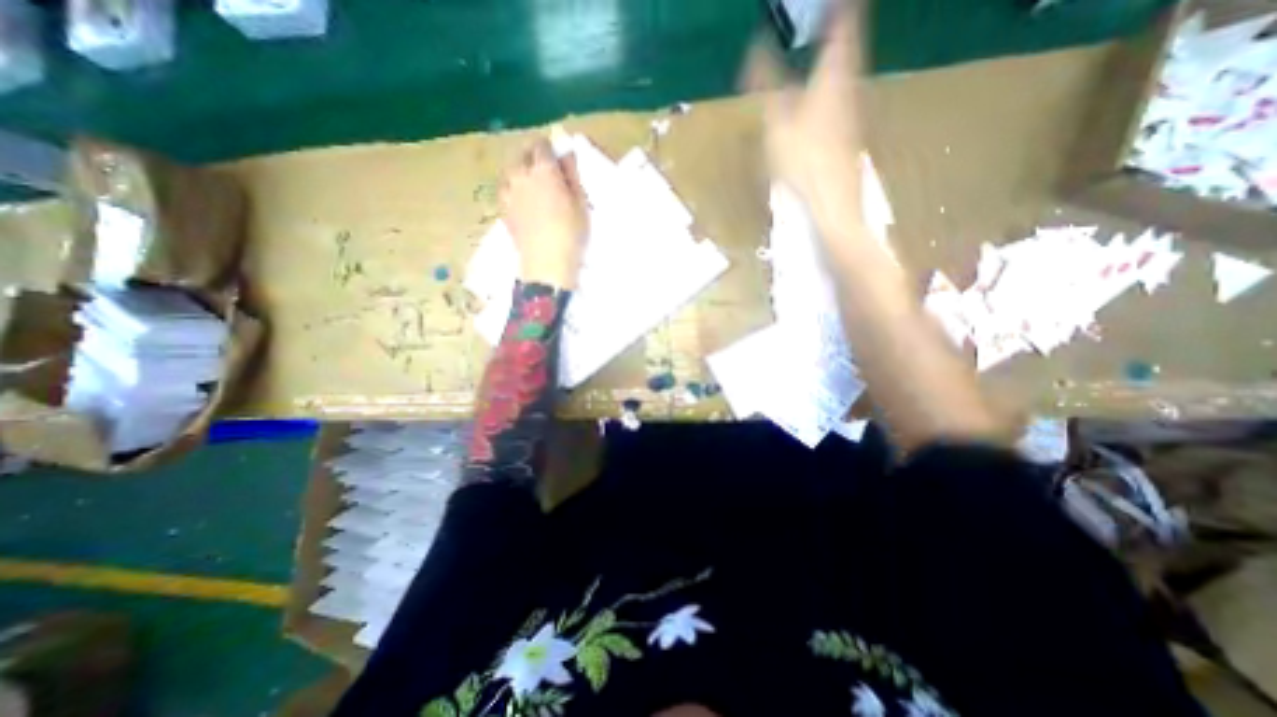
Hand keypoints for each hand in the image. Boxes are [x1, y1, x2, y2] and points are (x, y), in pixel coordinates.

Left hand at [499, 138, 587, 287]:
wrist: (547, 263)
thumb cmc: (570, 233)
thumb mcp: (580, 203)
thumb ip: (572, 175)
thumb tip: (566, 154)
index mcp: (543, 170)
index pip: (542, 145)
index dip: (550, 149)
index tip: (558, 159)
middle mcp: (521, 174)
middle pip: (522, 153)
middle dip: (533, 155)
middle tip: (546, 170)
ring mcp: (508, 191)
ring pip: (510, 169)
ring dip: (520, 170)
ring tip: (531, 183)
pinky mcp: (503, 208)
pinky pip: (504, 187)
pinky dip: (512, 186)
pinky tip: (520, 198)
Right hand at [746, 2, 873, 224]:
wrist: (832, 202)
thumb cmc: (803, 162)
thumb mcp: (777, 122)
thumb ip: (767, 84)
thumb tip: (754, 48)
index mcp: (833, 76)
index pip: (843, 26)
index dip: (838, 9)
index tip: (829, 3)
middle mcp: (850, 86)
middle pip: (850, 47)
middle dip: (842, 28)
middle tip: (831, 18)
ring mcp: (854, 112)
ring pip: (849, 72)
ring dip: (840, 57)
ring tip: (829, 47)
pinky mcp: (852, 134)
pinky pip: (845, 97)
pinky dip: (836, 85)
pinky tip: (826, 97)